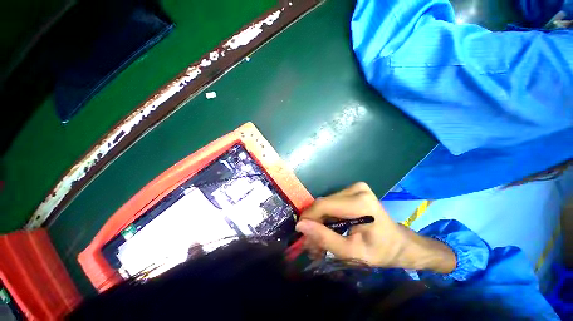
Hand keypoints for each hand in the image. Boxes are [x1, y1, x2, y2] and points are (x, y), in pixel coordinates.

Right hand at [295, 182, 455, 272]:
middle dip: (314, 221)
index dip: (309, 218)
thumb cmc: (380, 251)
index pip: (324, 205)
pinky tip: (327, 227)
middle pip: (323, 203)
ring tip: (319, 237)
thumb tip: (301, 226)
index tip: (301, 233)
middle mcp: (356, 189)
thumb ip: (325, 239)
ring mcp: (355, 187)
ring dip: (319, 219)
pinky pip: (331, 202)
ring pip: (325, 202)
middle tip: (312, 241)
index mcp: (360, 203)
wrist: (399, 243)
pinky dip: (326, 215)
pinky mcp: (352, 189)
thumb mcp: (352, 253)